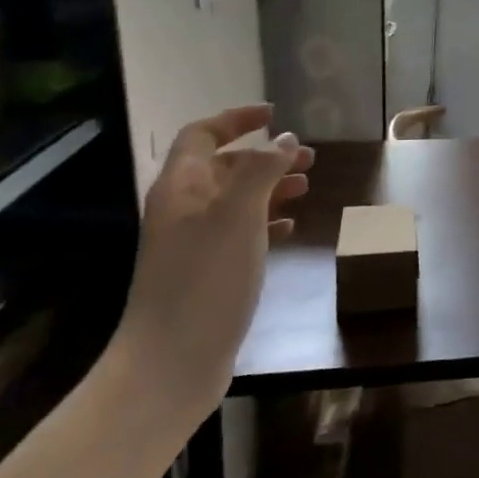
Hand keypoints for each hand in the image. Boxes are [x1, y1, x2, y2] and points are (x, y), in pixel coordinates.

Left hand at [113, 105, 312, 422]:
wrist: (170, 363)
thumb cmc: (204, 279)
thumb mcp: (238, 214)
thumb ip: (262, 170)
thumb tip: (285, 139)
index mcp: (181, 187)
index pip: (202, 134)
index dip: (235, 119)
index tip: (274, 114)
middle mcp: (184, 209)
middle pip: (224, 166)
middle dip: (265, 156)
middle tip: (308, 158)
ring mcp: (194, 243)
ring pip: (236, 199)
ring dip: (271, 187)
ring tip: (307, 186)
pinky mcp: (208, 272)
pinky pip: (241, 232)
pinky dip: (267, 221)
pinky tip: (291, 226)